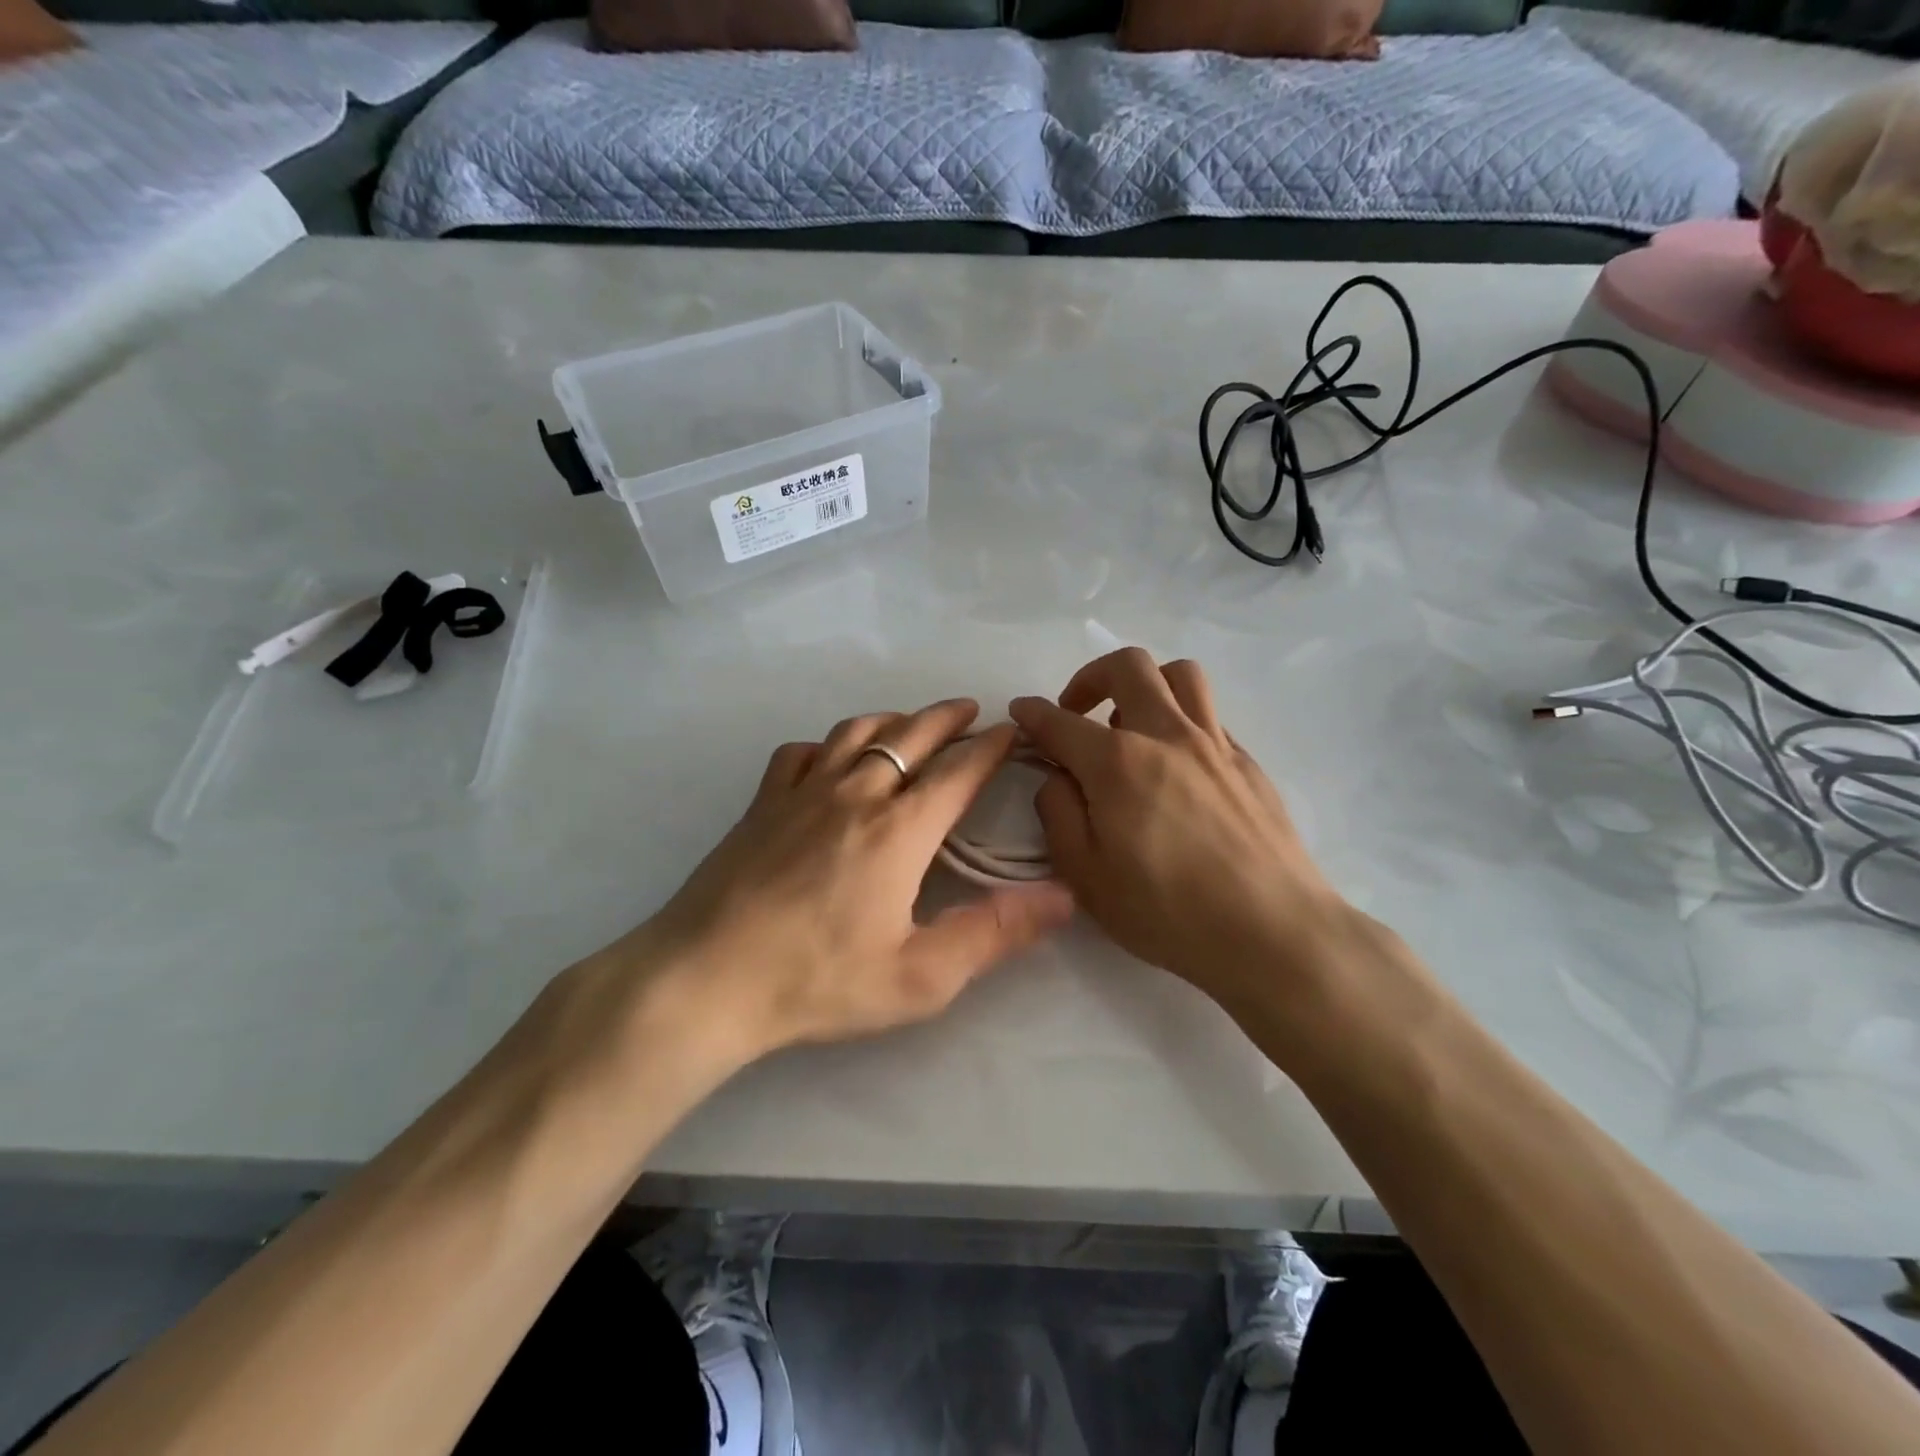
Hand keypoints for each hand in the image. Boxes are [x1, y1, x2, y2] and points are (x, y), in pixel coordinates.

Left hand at [633, 699, 1074, 1063]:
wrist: (706, 979)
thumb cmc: (818, 981)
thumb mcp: (920, 977)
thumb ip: (994, 932)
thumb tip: (1063, 895)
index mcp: (899, 830)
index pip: (958, 770)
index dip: (991, 746)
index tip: (1012, 731)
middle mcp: (855, 794)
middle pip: (911, 736)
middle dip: (947, 718)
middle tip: (971, 711)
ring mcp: (802, 792)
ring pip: (855, 732)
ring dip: (893, 720)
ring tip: (911, 723)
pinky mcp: (762, 803)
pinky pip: (800, 753)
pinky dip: (826, 745)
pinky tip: (828, 759)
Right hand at [1010, 650, 1351, 1016]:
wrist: (1272, 931)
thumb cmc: (1167, 911)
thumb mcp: (1086, 876)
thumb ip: (1059, 815)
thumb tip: (1056, 778)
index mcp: (1117, 763)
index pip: (1061, 721)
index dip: (1032, 712)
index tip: (1020, 711)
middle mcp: (1166, 735)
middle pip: (1128, 667)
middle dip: (1090, 677)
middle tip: (1077, 711)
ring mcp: (1214, 744)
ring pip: (1180, 675)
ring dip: (1145, 684)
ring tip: (1131, 724)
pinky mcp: (1248, 762)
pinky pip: (1209, 715)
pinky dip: (1181, 721)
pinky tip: (1176, 765)